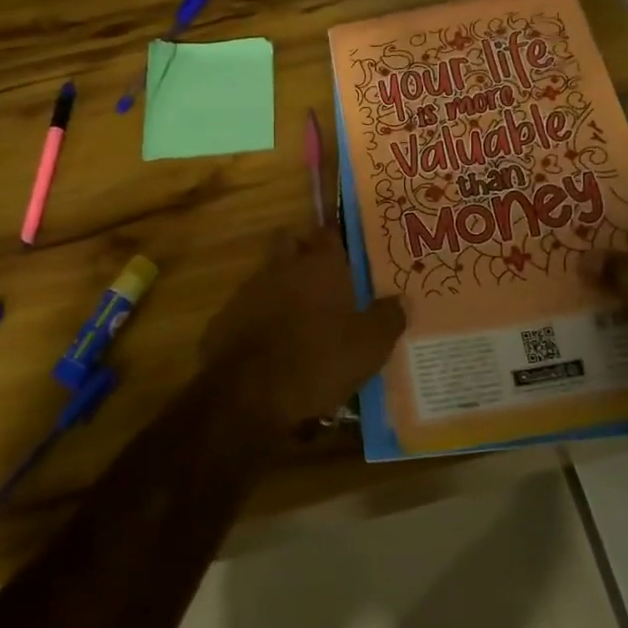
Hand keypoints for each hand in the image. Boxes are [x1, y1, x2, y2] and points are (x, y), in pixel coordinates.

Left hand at [201, 228, 405, 428]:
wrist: (247, 394)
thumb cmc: (318, 360)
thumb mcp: (369, 346)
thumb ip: (388, 317)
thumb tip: (402, 299)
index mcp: (320, 266)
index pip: (329, 233)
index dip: (338, 239)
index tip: (349, 251)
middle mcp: (282, 267)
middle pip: (290, 242)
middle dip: (303, 250)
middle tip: (324, 276)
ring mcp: (249, 291)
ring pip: (268, 274)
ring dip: (281, 286)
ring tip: (301, 315)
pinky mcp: (225, 319)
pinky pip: (248, 308)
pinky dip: (260, 317)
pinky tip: (272, 342)